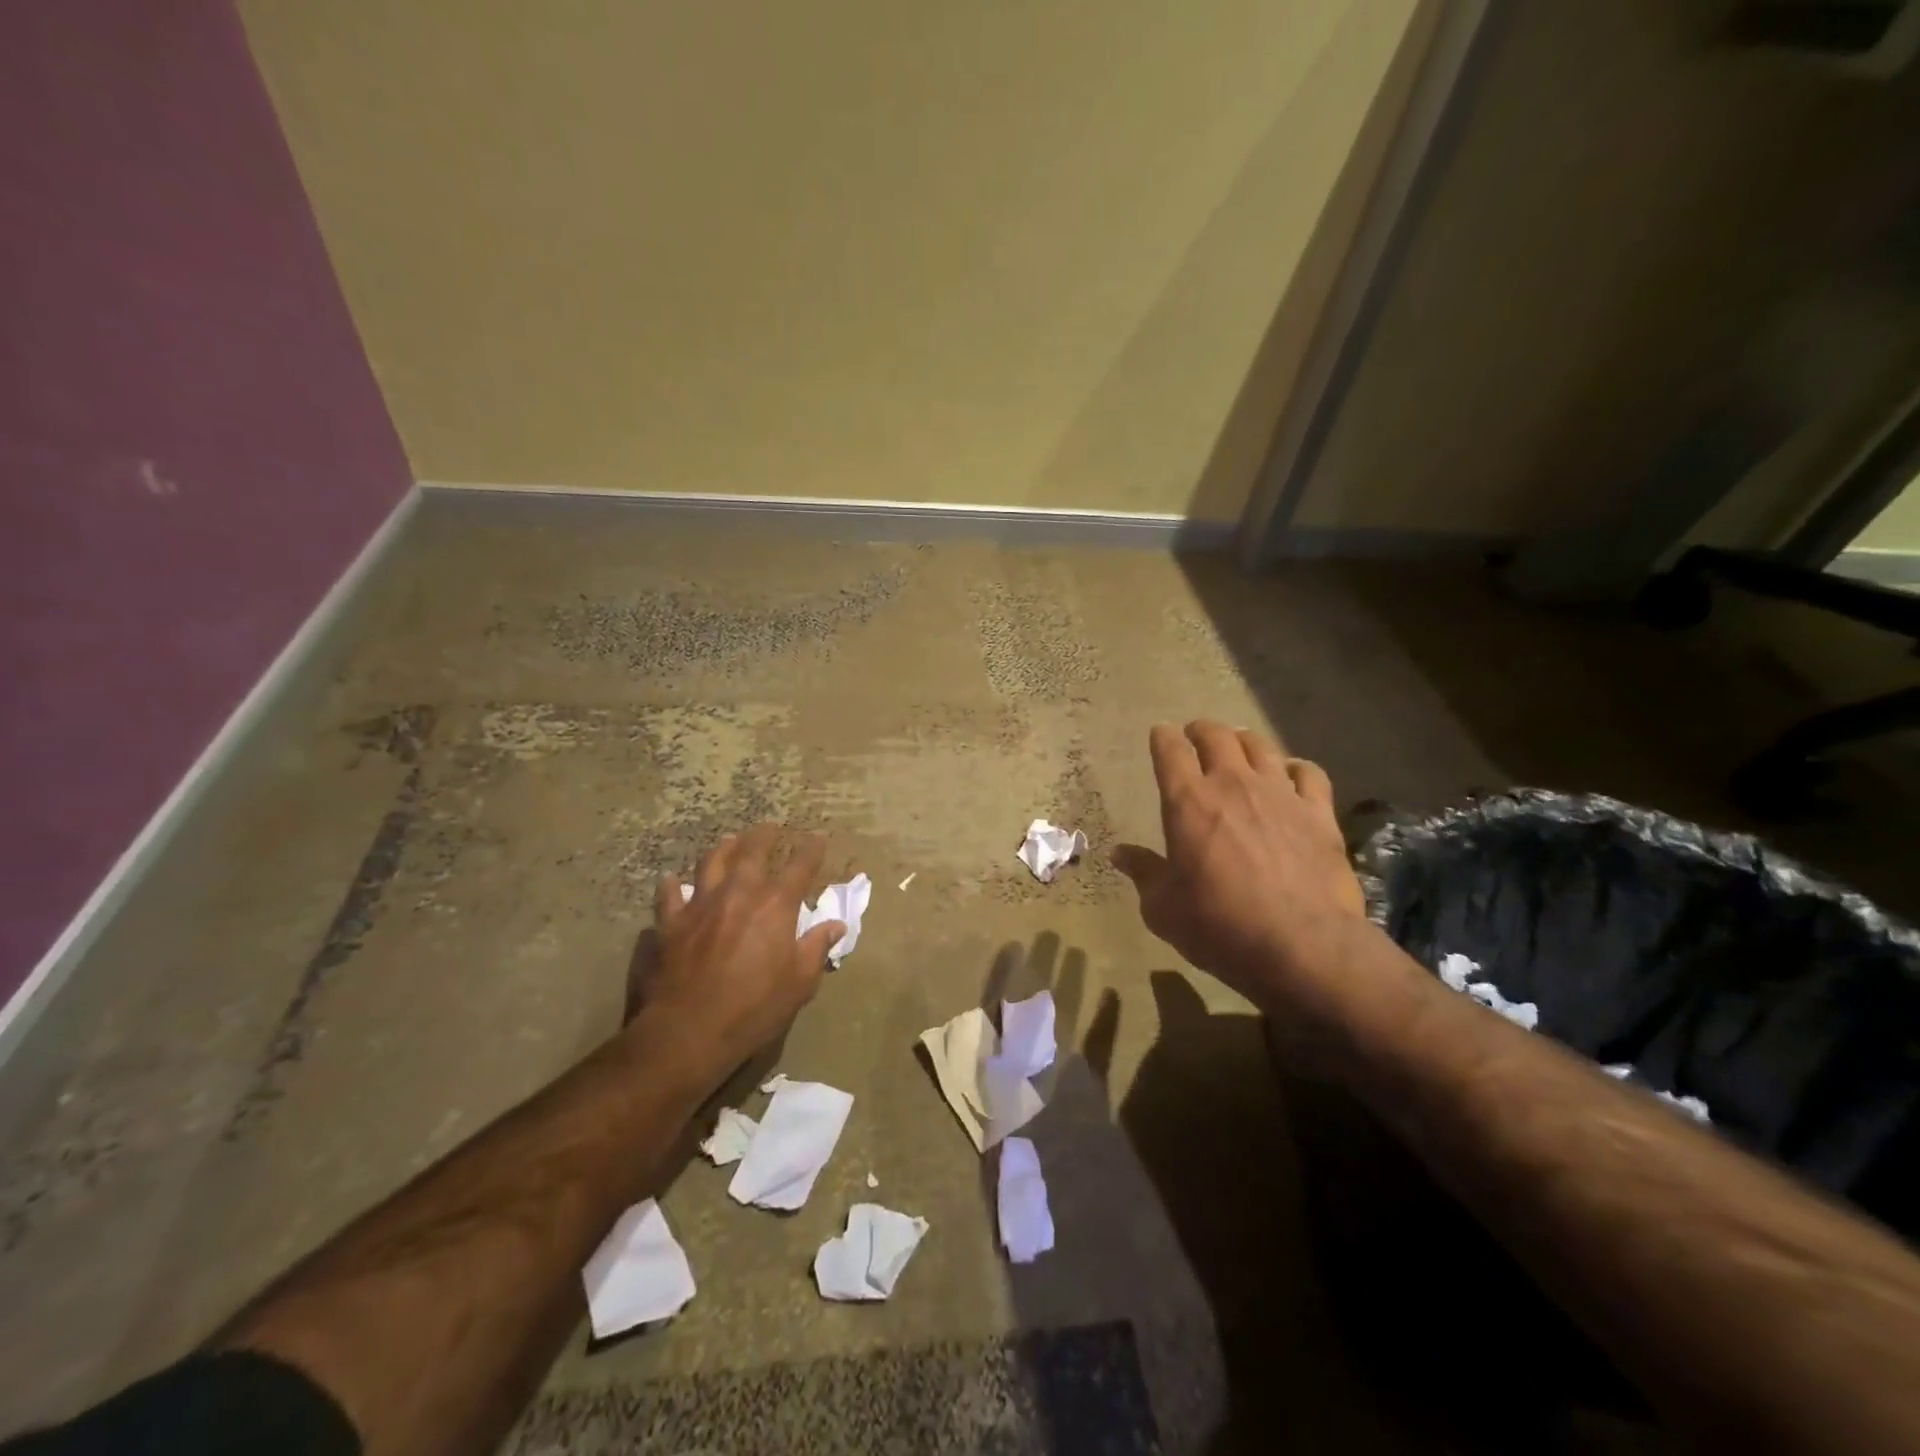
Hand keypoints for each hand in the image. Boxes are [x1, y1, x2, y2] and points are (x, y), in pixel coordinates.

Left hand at [638, 826, 843, 1076]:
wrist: (688, 1030)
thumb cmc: (754, 1008)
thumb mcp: (799, 983)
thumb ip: (816, 948)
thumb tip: (836, 926)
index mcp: (776, 905)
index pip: (800, 866)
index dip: (811, 849)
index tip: (817, 837)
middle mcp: (739, 893)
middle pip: (753, 851)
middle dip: (765, 835)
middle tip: (770, 826)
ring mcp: (701, 904)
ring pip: (712, 862)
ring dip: (724, 848)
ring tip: (730, 840)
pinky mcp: (671, 922)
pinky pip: (669, 895)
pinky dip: (672, 885)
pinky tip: (671, 880)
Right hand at [1112, 722, 1365, 1008]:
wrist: (1301, 946)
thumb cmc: (1219, 926)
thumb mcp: (1163, 908)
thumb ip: (1143, 873)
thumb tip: (1119, 854)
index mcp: (1188, 802)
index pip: (1170, 750)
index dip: (1163, 738)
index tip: (1160, 736)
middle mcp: (1233, 785)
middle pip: (1216, 736)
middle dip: (1201, 730)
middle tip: (1195, 736)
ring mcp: (1280, 795)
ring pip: (1260, 746)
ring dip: (1243, 741)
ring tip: (1239, 746)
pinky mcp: (1319, 814)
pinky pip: (1309, 773)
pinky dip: (1295, 768)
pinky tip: (1291, 775)